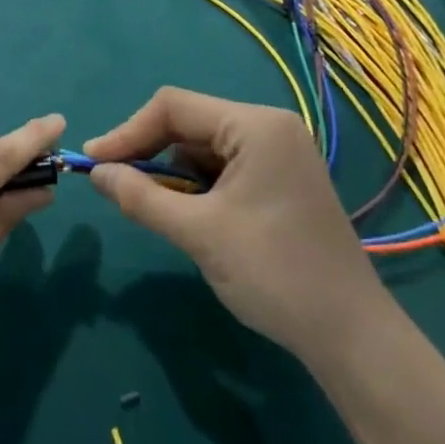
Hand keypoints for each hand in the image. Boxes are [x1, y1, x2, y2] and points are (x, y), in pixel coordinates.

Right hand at [85, 88, 379, 358]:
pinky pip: (225, 167)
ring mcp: (279, 153)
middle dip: (149, 152)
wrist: (351, 336)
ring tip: (148, 204)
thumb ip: (142, 197)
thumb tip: (96, 173)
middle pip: (190, 123)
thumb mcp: (199, 233)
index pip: (174, 107)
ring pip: (205, 147)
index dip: (128, 131)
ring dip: (173, 173)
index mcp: (255, 124)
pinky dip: (198, 186)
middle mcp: (269, 127)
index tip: (94, 162)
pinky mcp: (281, 179)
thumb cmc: (274, 273)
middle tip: (113, 184)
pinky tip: (186, 213)